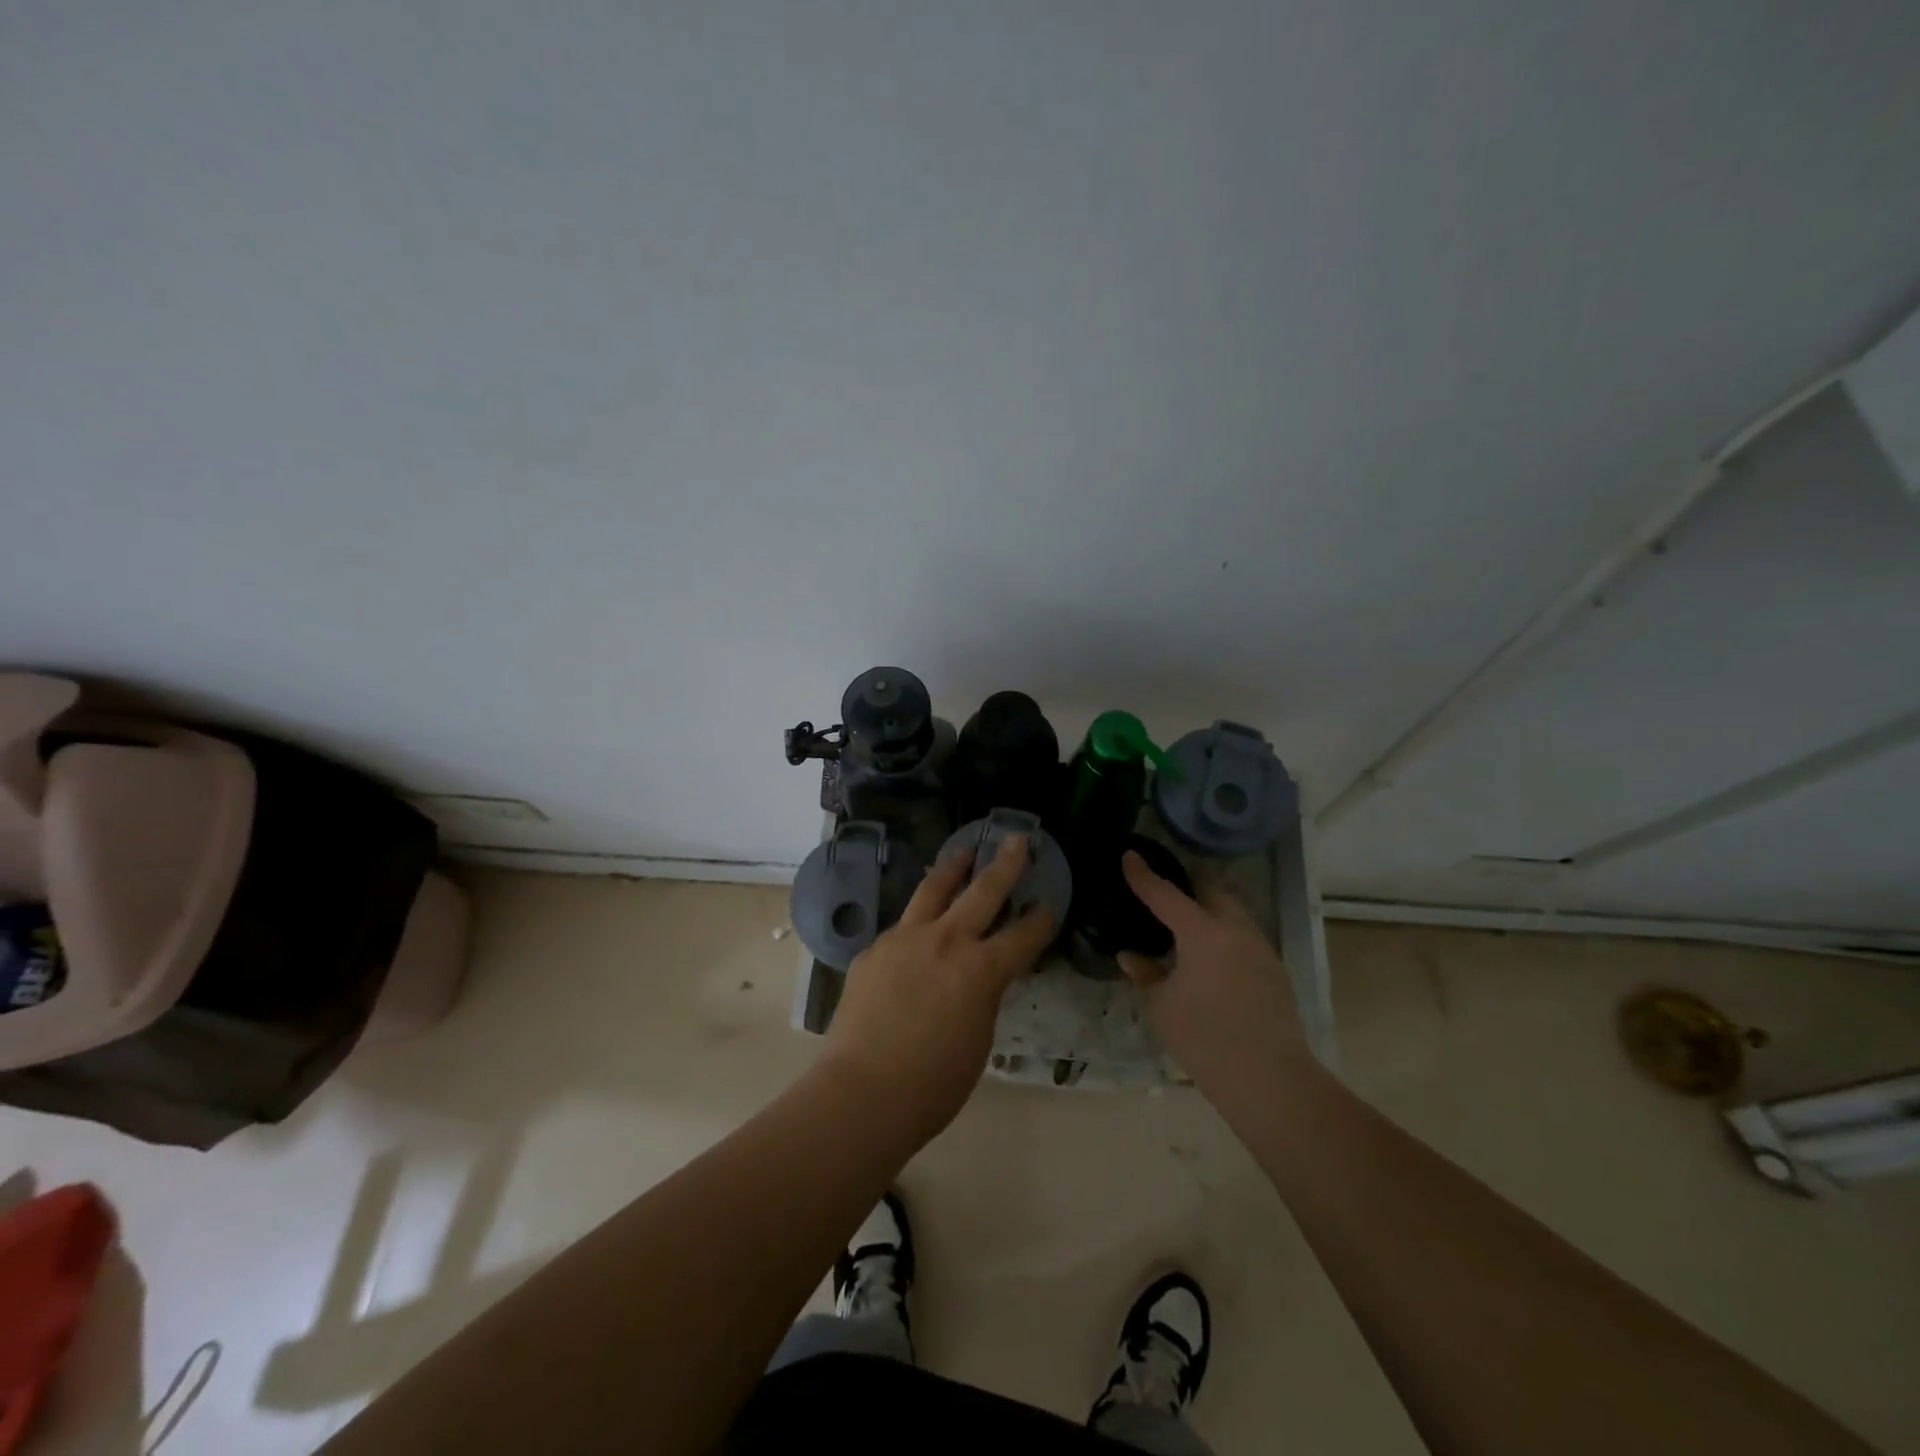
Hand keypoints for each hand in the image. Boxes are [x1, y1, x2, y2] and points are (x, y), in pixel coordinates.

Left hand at [819, 834, 1054, 1145]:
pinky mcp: (875, 948)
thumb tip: (979, 976)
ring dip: (953, 868)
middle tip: (1015, 840)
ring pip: (933, 889)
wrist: (862, 1092)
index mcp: (981, 970)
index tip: (1049, 905)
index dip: (1040, 921)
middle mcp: (946, 941)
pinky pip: (903, 924)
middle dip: (1004, 864)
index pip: (1022, 936)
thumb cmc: (933, 1084)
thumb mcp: (978, 1039)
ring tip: (964, 851)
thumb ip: (983, 996)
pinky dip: (919, 918)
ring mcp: (905, 939)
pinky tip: (919, 924)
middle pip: (983, 891)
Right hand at [1117, 850, 1307, 1091]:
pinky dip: (1224, 936)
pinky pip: (1244, 938)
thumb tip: (1132, 956)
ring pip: (1233, 913)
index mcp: (1203, 932)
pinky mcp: (1275, 972)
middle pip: (1212, 891)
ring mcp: (1261, 949)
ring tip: (1187, 928)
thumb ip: (1146, 974)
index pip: (1165, 894)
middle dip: (1189, 886)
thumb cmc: (1205, 1039)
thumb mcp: (1161, 1007)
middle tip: (1165, 894)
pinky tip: (1212, 961)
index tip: (1130, 856)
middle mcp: (1236, 930)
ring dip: (1210, 911)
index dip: (1143, 875)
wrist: (1270, 1080)